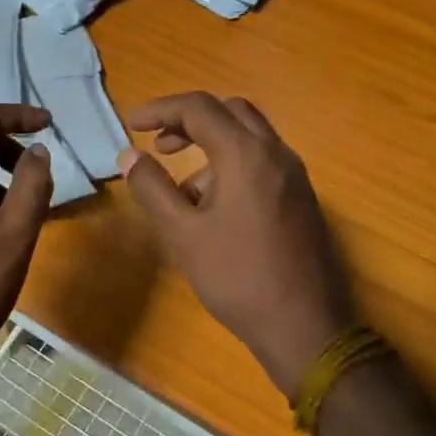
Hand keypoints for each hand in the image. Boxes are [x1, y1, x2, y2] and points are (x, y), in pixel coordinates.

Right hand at [121, 92, 355, 398]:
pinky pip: (263, 161)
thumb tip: (130, 156)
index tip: (133, 124)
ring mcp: (295, 176)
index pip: (198, 108)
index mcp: (246, 154)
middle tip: (160, 145)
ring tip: (183, 191)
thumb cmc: (237, 277)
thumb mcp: (182, 234)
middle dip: (190, 120)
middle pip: (229, 111)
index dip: (161, 109)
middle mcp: (276, 153)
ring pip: (249, 136)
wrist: (306, 327)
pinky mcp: (302, 198)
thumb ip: (152, 188)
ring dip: (212, 144)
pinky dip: (233, 164)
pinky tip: (215, 209)